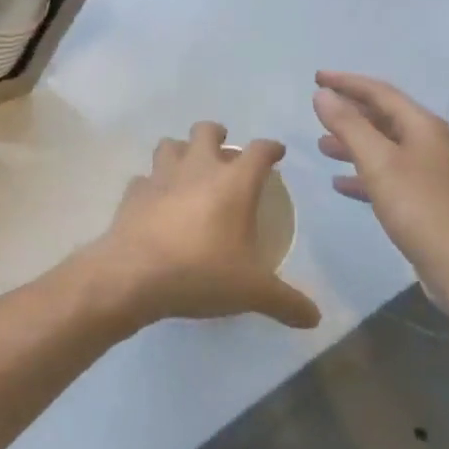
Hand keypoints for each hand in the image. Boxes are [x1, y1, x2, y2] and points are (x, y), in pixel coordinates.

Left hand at [71, 122, 320, 332]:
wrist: (134, 275)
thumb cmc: (202, 273)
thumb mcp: (252, 292)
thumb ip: (286, 302)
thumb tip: (314, 317)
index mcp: (233, 183)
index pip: (258, 151)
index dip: (270, 148)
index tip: (276, 152)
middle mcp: (197, 169)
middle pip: (206, 131)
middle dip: (217, 134)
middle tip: (224, 150)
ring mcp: (161, 177)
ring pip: (170, 145)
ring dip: (181, 151)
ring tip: (187, 168)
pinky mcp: (133, 192)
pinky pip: (144, 178)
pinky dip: (152, 184)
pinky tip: (156, 200)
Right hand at [312, 71, 448, 315]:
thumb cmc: (420, 207)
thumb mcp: (378, 162)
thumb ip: (348, 125)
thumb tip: (322, 94)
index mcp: (421, 126)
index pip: (379, 92)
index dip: (347, 82)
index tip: (316, 77)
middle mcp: (427, 143)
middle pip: (383, 117)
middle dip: (349, 111)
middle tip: (317, 109)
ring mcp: (427, 172)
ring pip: (383, 147)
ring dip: (353, 143)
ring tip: (322, 146)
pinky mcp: (423, 200)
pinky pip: (386, 175)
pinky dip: (362, 174)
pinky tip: (341, 183)